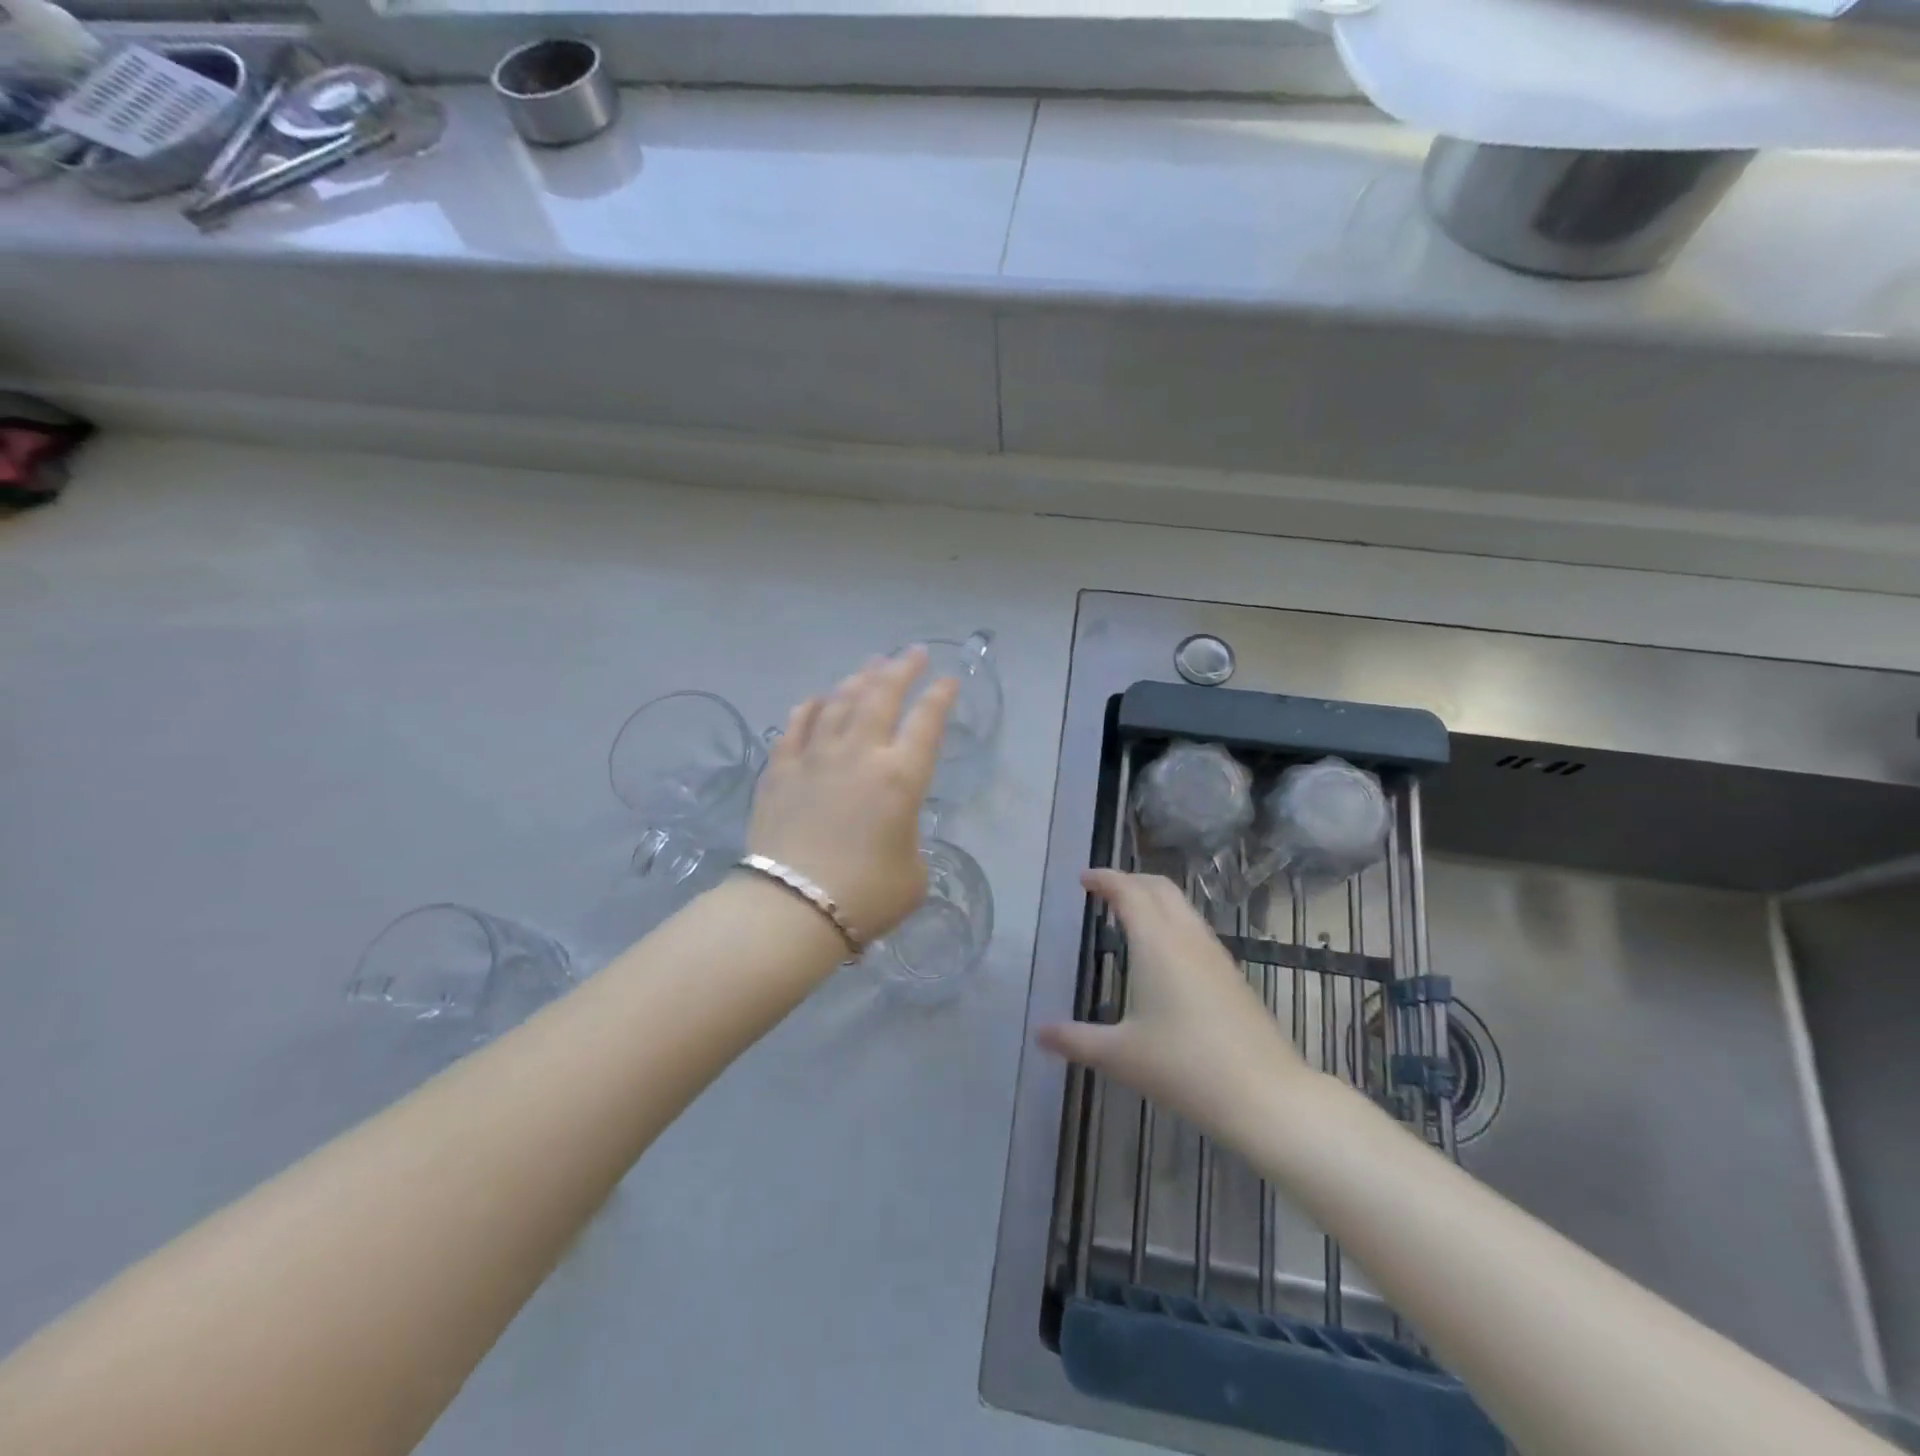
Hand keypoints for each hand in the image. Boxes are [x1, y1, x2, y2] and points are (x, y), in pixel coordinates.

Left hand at [748, 649, 958, 943]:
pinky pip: (796, 726)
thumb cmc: (865, 895)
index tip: (949, 679)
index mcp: (900, 777)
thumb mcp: (913, 873)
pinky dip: (809, 707)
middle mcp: (859, 754)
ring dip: (858, 679)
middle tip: (913, 652)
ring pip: (838, 702)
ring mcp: (815, 757)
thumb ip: (909, 839)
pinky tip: (816, 699)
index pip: (927, 721)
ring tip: (870, 666)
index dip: (940, 696)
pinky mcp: (780, 770)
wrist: (793, 909)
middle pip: (882, 695)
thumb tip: (892, 830)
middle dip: (901, 668)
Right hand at [1038, 869, 1309, 1139]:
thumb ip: (1076, 1040)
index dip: (1105, 879)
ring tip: (1129, 917)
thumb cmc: (1184, 1067)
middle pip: (1159, 887)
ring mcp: (1215, 954)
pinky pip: (1195, 929)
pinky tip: (1163, 955)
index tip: (1083, 879)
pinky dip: (1171, 921)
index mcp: (1156, 943)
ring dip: (1154, 900)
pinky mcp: (1232, 975)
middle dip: (1130, 881)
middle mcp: (1187, 937)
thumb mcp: (1120, 1055)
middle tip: (1104, 892)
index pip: (1128, 891)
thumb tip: (1039, 1033)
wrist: (1265, 1095)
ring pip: (1182, 906)